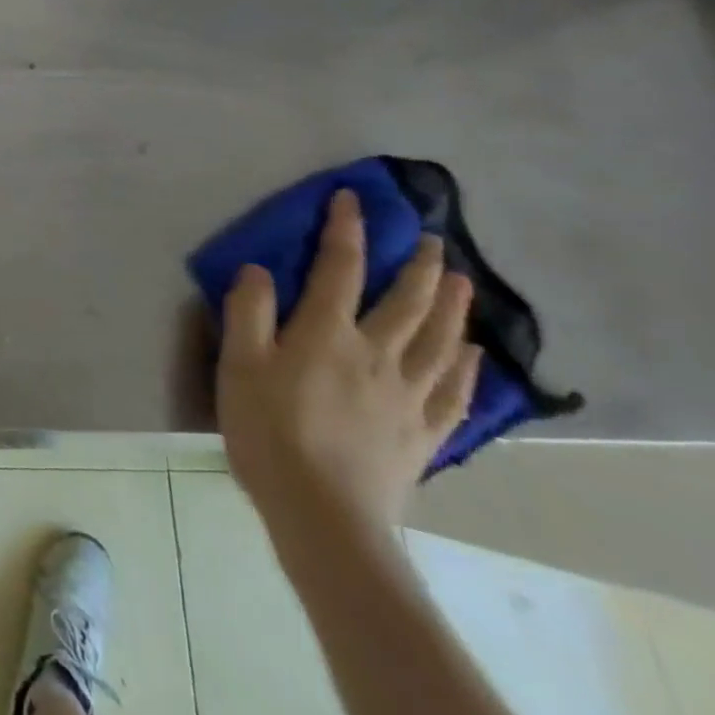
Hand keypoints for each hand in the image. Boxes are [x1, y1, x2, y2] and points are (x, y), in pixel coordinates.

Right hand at [216, 188, 481, 535]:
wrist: (324, 515)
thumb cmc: (269, 433)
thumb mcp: (239, 366)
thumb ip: (248, 312)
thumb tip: (260, 269)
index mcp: (326, 333)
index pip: (339, 268)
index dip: (347, 229)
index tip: (353, 199)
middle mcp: (375, 353)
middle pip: (406, 300)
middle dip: (420, 265)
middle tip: (434, 238)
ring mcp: (407, 394)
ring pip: (439, 339)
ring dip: (453, 306)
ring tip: (463, 280)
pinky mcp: (424, 433)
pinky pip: (454, 391)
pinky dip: (467, 367)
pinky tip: (475, 355)